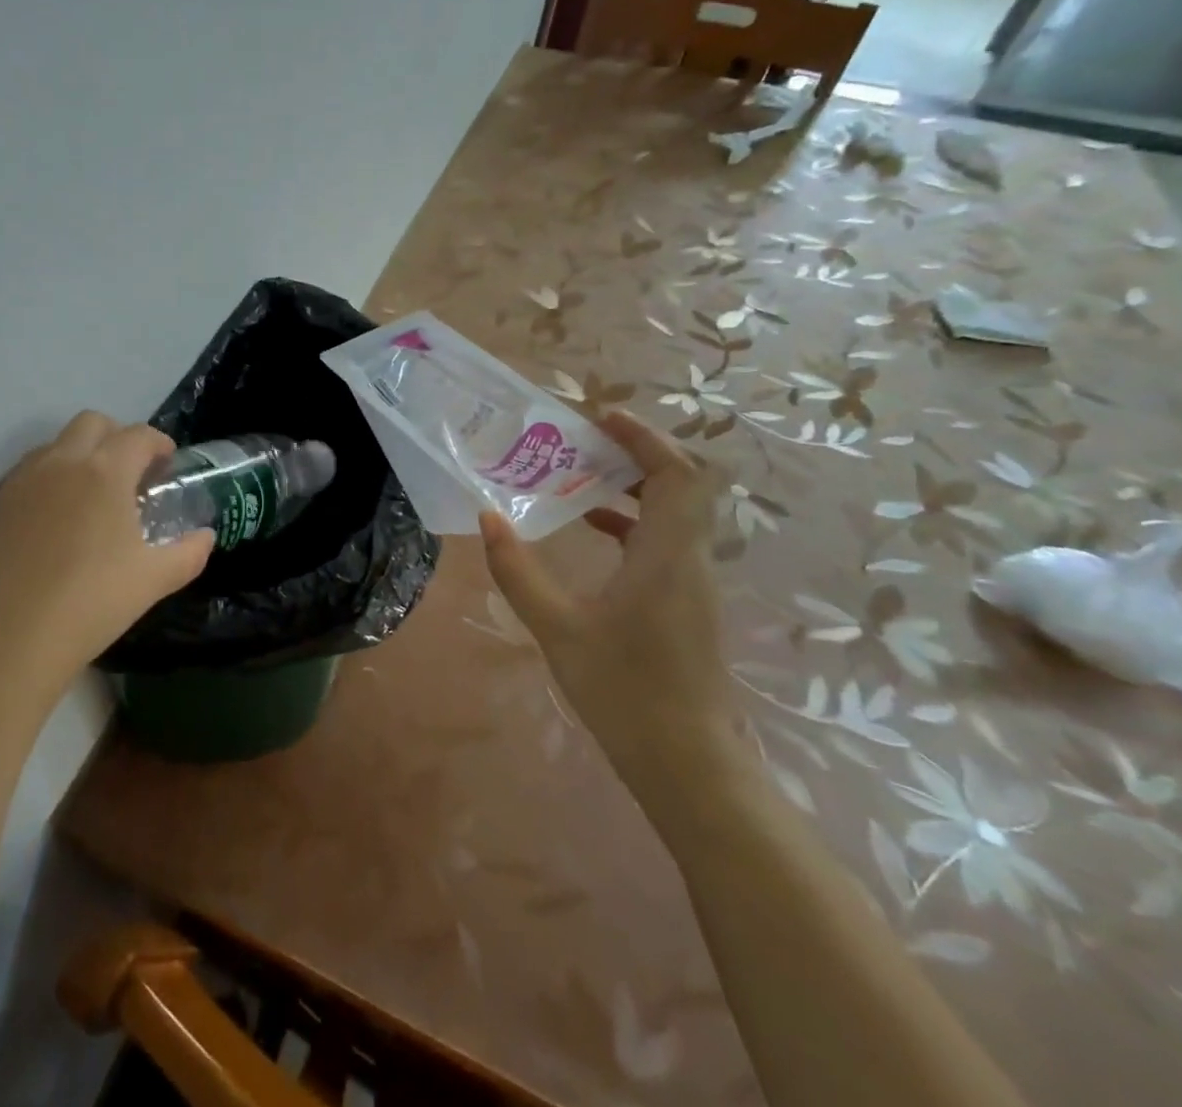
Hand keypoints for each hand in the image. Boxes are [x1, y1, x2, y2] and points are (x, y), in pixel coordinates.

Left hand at [0, 412, 213, 699]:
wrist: (9, 640)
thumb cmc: (91, 603)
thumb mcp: (154, 580)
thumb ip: (189, 552)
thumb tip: (205, 537)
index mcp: (105, 471)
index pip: (139, 435)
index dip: (159, 444)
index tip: (167, 464)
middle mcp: (61, 462)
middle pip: (92, 423)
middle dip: (118, 437)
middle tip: (132, 473)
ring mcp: (22, 481)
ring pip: (56, 444)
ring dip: (81, 454)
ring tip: (92, 495)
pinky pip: (29, 473)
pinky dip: (50, 478)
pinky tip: (57, 520)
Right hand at [480, 411, 738, 791]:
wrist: (687, 763)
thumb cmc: (624, 691)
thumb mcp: (557, 628)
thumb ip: (518, 570)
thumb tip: (487, 517)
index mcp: (667, 555)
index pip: (677, 474)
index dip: (645, 438)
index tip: (602, 417)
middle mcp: (690, 559)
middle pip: (682, 484)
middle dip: (637, 453)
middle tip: (585, 440)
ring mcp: (694, 582)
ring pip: (676, 512)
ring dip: (635, 485)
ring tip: (580, 474)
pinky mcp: (687, 602)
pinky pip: (667, 539)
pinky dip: (634, 520)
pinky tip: (593, 529)